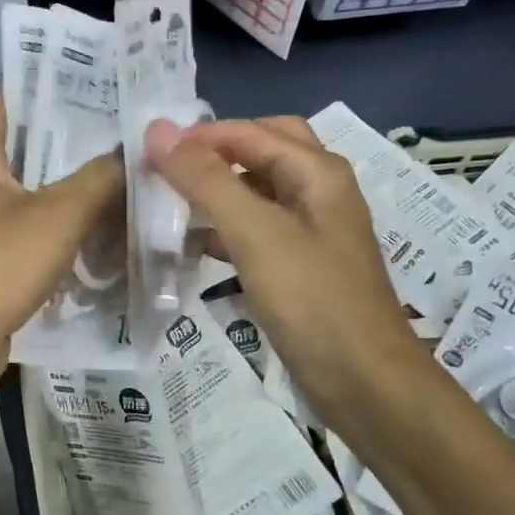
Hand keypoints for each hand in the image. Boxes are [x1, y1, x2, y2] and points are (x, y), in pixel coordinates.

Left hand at [0, 95, 123, 383]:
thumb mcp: (60, 213)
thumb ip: (100, 178)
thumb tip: (131, 153)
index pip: (3, 103)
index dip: (40, 87)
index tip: (87, 81)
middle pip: (22, 148)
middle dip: (68, 138)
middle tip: (119, 127)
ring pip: (31, 192)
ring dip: (69, 185)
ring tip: (119, 171)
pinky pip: (32, 230)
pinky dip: (62, 225)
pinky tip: (101, 227)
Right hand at [145, 116, 426, 429]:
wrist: (366, 385)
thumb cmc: (312, 300)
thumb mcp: (254, 232)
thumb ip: (205, 179)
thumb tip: (157, 130)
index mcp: (317, 171)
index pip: (249, 131)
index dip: (198, 136)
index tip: (147, 152)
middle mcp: (320, 190)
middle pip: (262, 150)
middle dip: (216, 153)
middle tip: (171, 168)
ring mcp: (315, 230)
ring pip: (260, 191)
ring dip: (220, 190)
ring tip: (172, 203)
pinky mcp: (304, 266)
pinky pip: (261, 230)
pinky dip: (229, 228)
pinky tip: (198, 245)